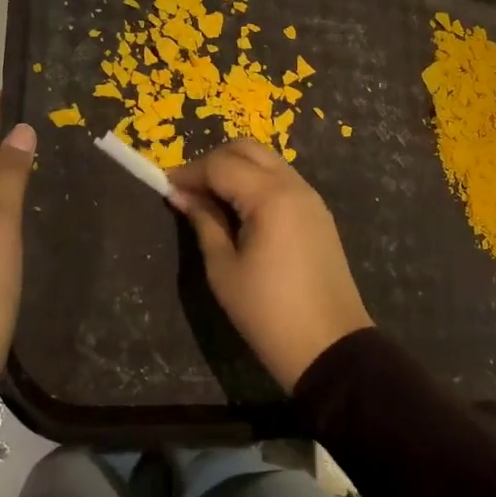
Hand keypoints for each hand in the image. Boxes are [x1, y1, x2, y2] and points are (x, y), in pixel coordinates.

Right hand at [168, 139, 371, 391]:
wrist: (329, 347)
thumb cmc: (267, 312)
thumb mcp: (224, 269)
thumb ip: (203, 222)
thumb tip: (181, 194)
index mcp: (270, 196)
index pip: (221, 165)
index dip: (189, 172)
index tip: (165, 186)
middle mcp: (294, 185)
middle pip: (247, 149)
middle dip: (213, 161)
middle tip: (189, 189)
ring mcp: (311, 198)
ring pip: (267, 161)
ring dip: (236, 169)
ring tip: (210, 199)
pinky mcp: (318, 214)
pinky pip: (282, 180)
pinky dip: (256, 182)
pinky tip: (238, 209)